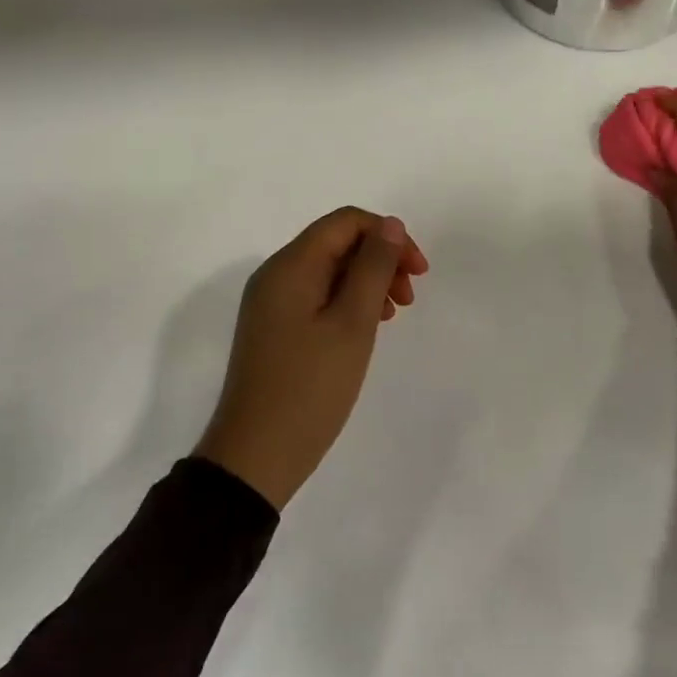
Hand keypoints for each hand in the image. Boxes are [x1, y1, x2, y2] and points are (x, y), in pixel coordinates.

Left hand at [196, 207, 428, 510]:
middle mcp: (275, 276)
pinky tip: (367, 329)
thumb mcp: (352, 323)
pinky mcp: (274, 330)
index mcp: (290, 266)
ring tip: (394, 315)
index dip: (388, 236)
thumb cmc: (311, 387)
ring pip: (329, 272)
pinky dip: (348, 303)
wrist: (257, 454)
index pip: (345, 222)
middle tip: (410, 297)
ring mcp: (271, 304)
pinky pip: (317, 298)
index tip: (419, 271)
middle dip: (380, 259)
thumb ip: (373, 268)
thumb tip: (389, 224)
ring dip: (368, 282)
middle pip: (336, 244)